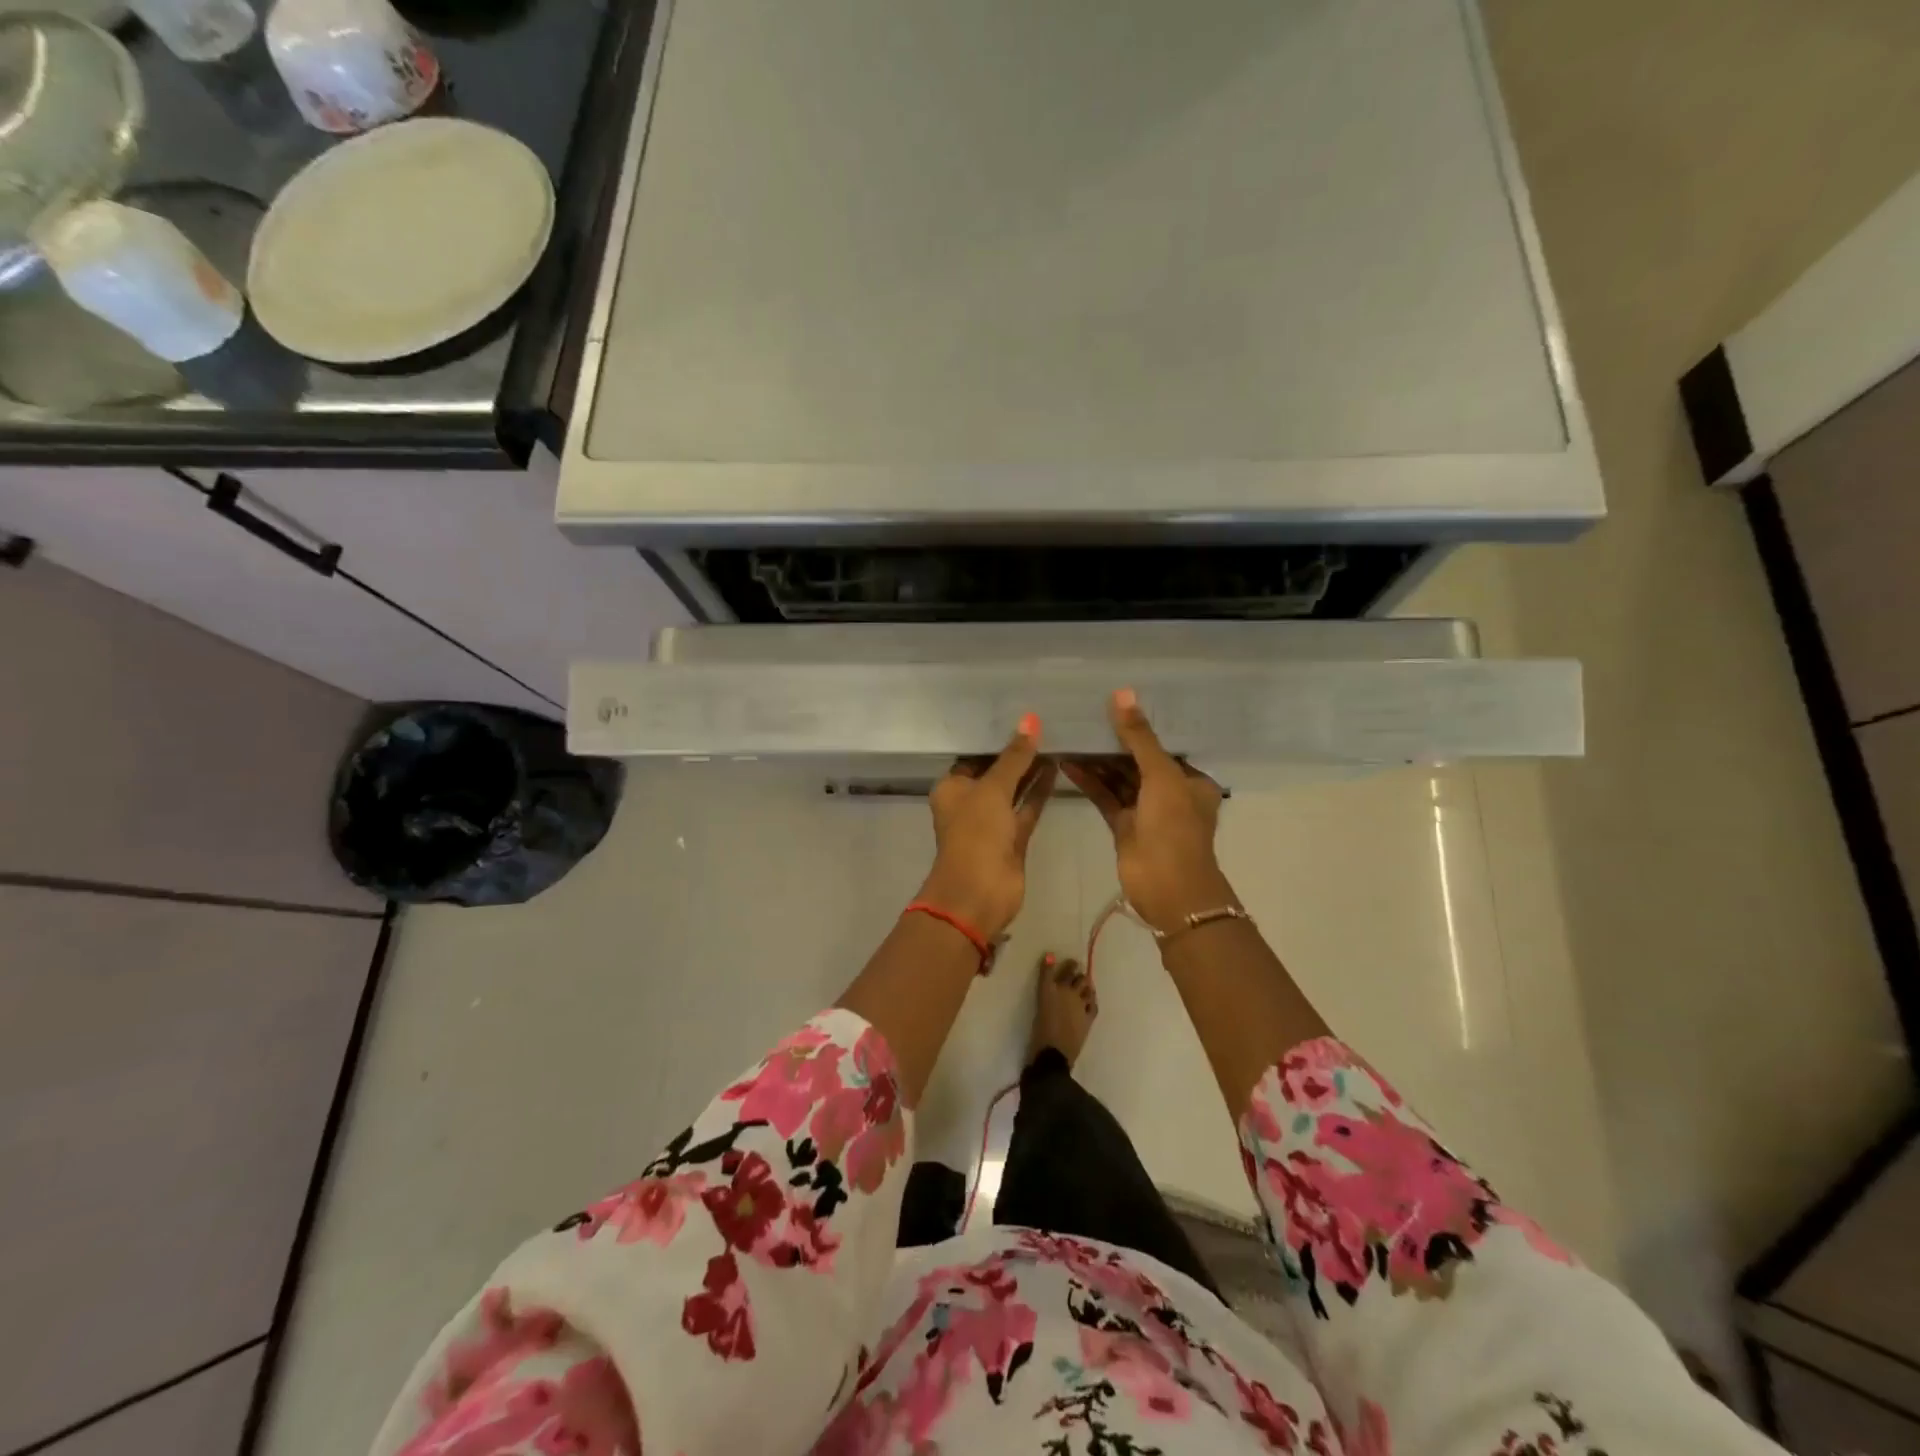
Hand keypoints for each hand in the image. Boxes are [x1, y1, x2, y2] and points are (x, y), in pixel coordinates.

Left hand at [918, 714, 1056, 939]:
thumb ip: (1014, 756)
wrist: (979, 892)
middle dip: (1016, 753)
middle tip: (1044, 726)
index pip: (973, 756)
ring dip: (1031, 771)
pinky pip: (1027, 807)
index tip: (1019, 717)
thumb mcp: (993, 789)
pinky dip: (1040, 791)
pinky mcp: (1013, 838)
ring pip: (1014, 790)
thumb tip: (1030, 719)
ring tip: (1055, 742)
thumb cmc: (975, 833)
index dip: (994, 739)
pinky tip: (1057, 768)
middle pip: (995, 772)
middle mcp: (969, 802)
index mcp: (952, 788)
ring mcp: (992, 822)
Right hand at [1062, 690, 1234, 935]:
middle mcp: (1170, 792)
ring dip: (1098, 761)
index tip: (1115, 705)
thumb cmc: (1174, 827)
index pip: (1165, 746)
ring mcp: (1146, 810)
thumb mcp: (1161, 776)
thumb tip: (1123, 695)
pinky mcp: (1124, 826)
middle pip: (1139, 760)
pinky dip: (1089, 781)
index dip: (1142, 727)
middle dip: (1115, 742)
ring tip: (1072, 736)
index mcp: (1191, 780)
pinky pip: (1105, 796)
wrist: (1167, 888)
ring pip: (1119, 778)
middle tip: (1085, 717)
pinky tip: (1068, 763)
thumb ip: (1139, 738)